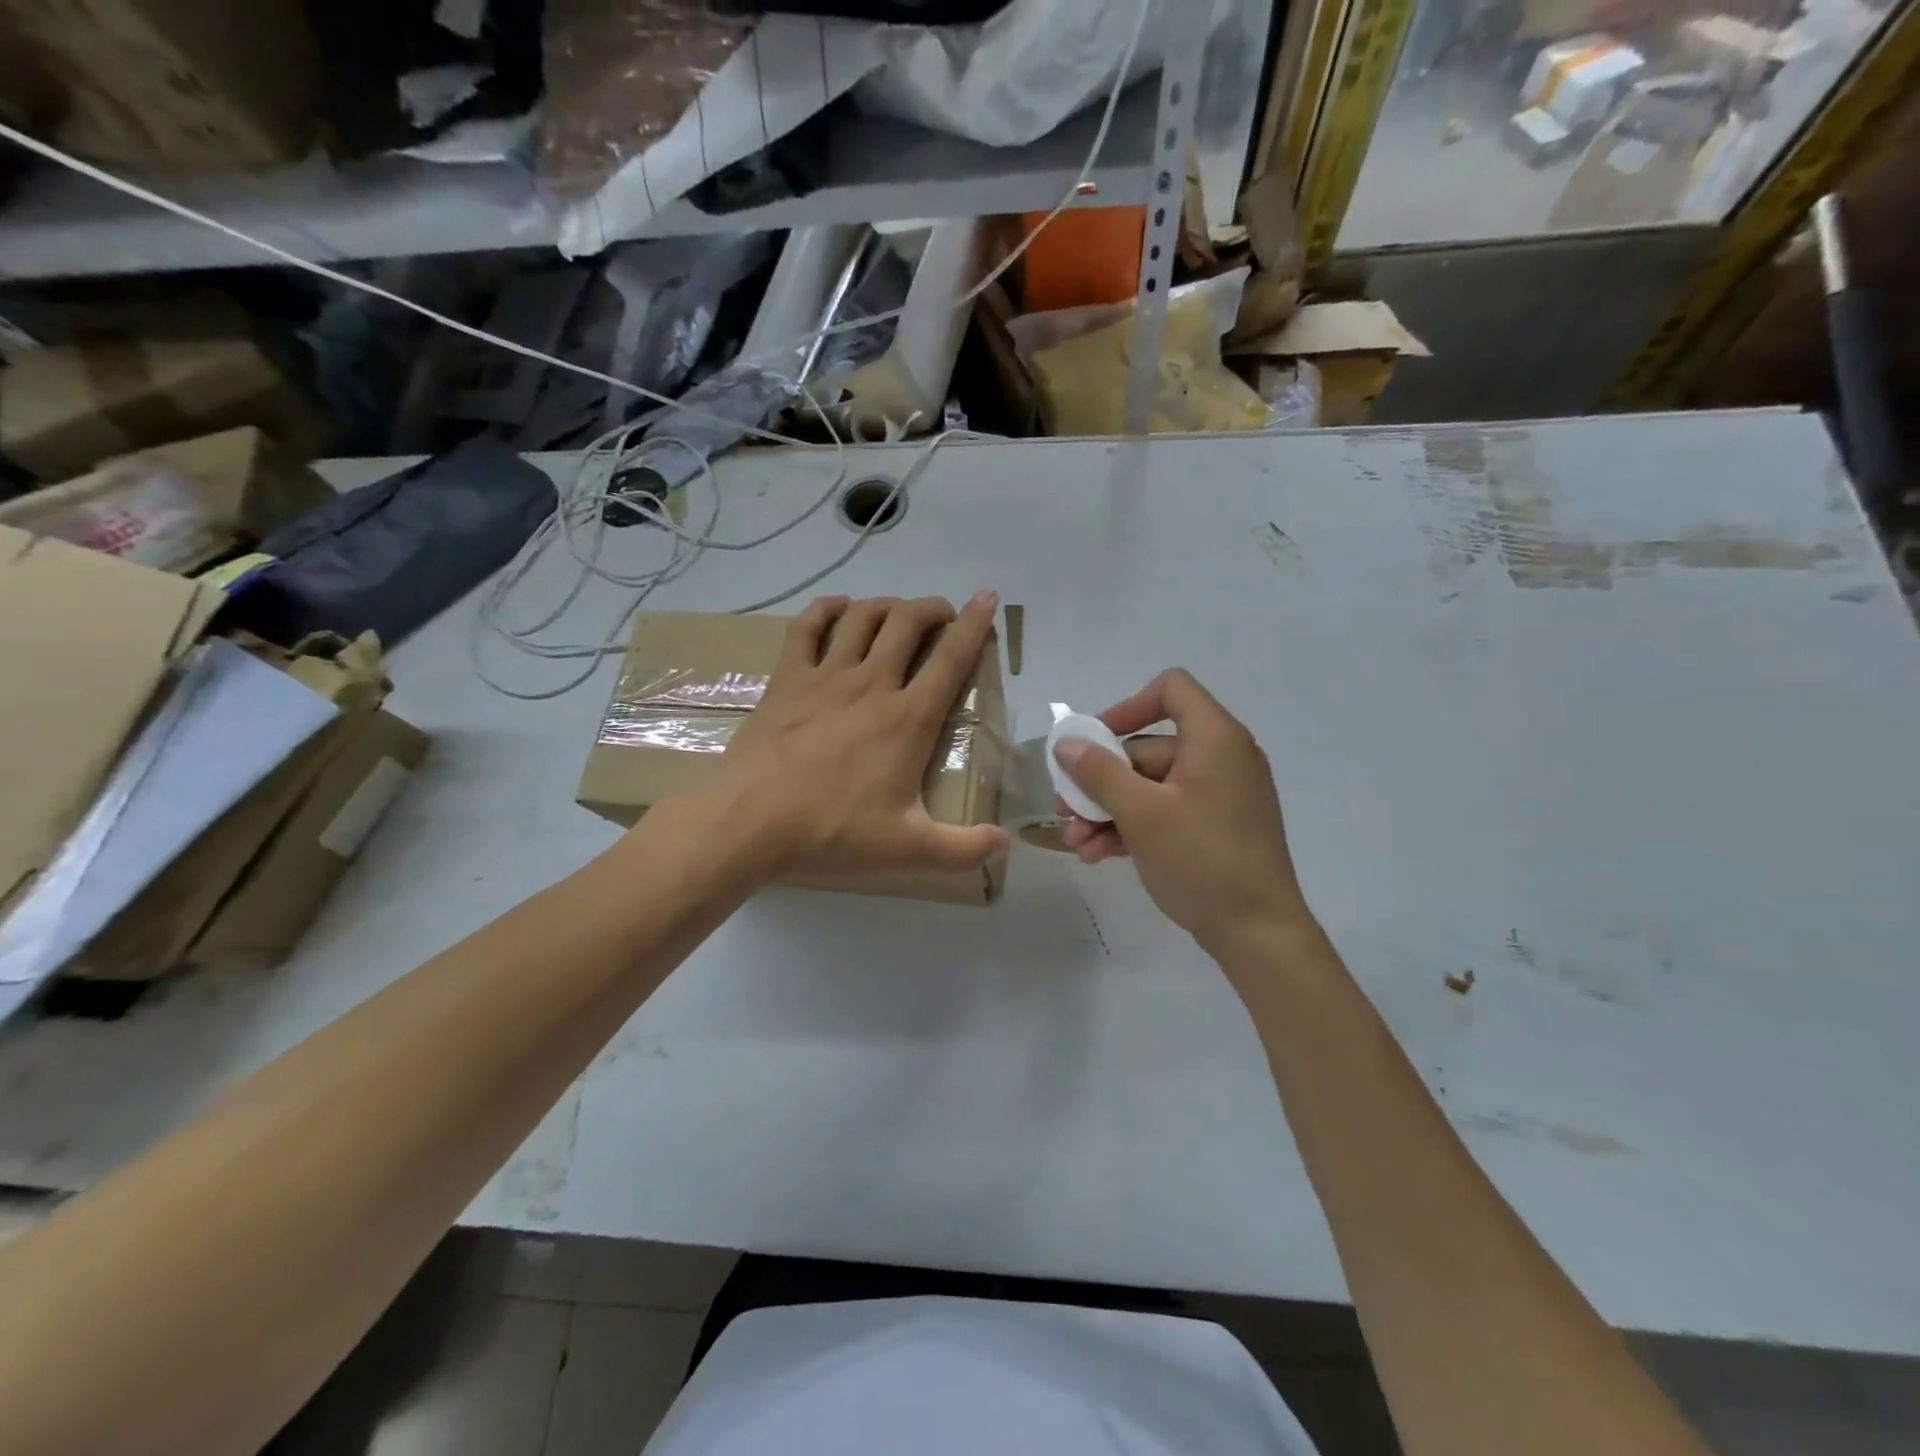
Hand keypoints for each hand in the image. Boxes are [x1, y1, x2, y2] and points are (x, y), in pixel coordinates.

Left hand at [712, 592, 1009, 881]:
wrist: (749, 823)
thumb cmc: (832, 832)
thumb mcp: (907, 848)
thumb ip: (964, 848)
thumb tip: (1008, 844)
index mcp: (908, 718)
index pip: (951, 658)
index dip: (976, 624)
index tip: (988, 597)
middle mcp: (871, 683)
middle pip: (908, 622)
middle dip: (933, 609)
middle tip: (943, 617)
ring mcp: (825, 676)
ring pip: (863, 617)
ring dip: (888, 605)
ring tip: (899, 613)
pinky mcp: (787, 679)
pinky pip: (808, 627)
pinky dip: (827, 609)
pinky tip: (839, 608)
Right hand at [1053, 670, 1312, 956]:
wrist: (1258, 933)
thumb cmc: (1201, 860)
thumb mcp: (1141, 814)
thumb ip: (1098, 773)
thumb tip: (1066, 743)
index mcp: (1214, 739)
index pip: (1171, 689)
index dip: (1127, 707)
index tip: (1094, 742)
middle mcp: (1221, 758)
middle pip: (1148, 749)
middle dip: (1100, 781)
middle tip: (1065, 810)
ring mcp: (1219, 795)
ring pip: (1151, 786)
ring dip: (1109, 810)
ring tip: (1076, 844)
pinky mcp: (1215, 827)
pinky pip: (1167, 811)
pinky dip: (1133, 827)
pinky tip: (1098, 855)